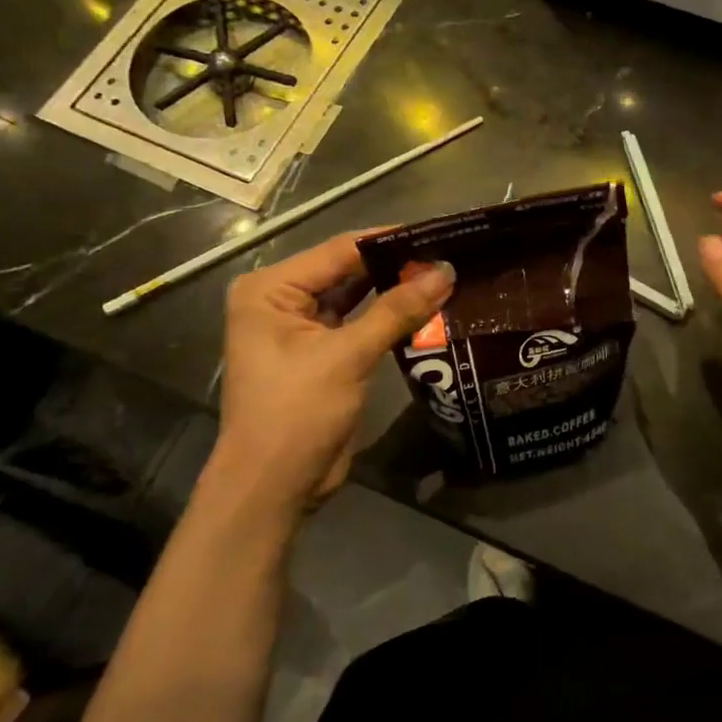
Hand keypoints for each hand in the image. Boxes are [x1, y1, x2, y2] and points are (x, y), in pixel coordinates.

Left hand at [207, 233, 452, 525]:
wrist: (273, 487)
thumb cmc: (296, 413)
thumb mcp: (347, 356)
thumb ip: (397, 310)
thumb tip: (446, 271)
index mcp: (271, 289)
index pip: (339, 250)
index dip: (389, 241)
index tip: (439, 233)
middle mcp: (283, 300)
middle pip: (348, 270)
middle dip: (396, 266)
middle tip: (450, 255)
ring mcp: (303, 328)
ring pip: (358, 296)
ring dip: (397, 291)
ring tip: (447, 277)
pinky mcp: (324, 353)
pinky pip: (361, 323)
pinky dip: (391, 318)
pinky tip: (429, 308)